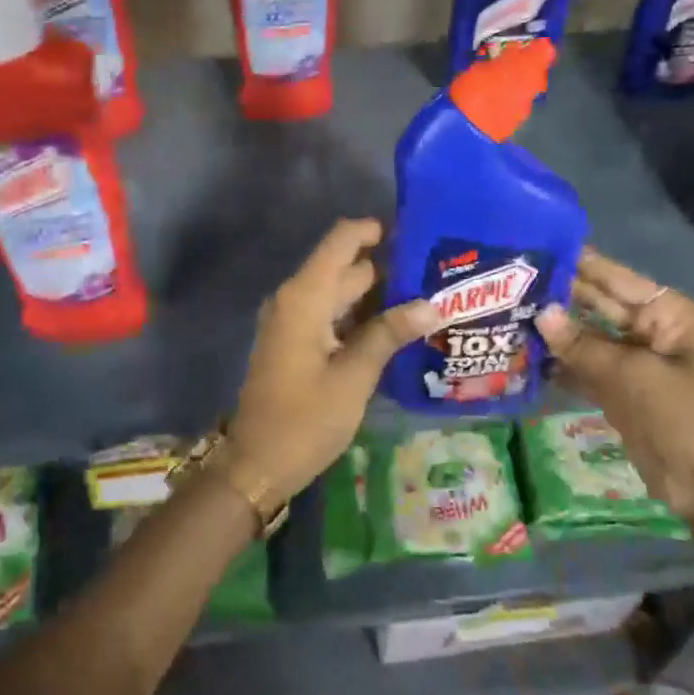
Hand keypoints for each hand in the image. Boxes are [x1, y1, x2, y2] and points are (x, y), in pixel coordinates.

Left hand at [228, 219, 437, 508]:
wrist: (256, 463)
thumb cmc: (305, 419)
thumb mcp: (354, 377)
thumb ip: (389, 334)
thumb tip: (431, 304)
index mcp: (304, 297)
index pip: (341, 240)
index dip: (374, 230)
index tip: (415, 234)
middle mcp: (295, 298)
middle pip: (345, 267)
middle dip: (387, 268)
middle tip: (436, 275)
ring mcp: (292, 321)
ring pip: (339, 293)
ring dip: (376, 296)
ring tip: (426, 300)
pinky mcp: (294, 342)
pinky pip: (330, 315)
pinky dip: (359, 317)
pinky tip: (395, 330)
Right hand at [534, 247, 693, 531]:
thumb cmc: (685, 419)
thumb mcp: (632, 376)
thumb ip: (582, 345)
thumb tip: (540, 313)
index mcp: (671, 315)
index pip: (616, 279)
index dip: (580, 264)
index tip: (538, 248)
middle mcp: (652, 332)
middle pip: (599, 306)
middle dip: (560, 298)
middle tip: (510, 282)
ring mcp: (635, 364)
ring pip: (588, 338)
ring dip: (554, 332)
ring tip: (506, 312)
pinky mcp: (621, 392)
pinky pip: (585, 368)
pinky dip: (560, 364)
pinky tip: (523, 353)